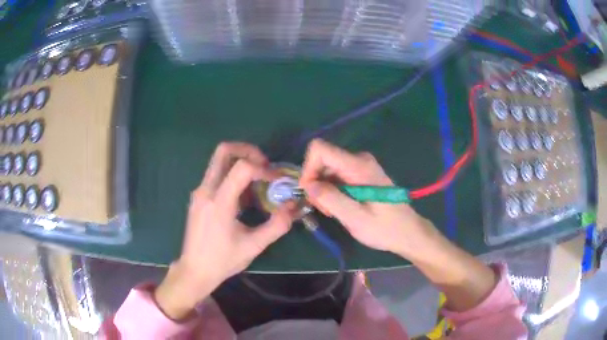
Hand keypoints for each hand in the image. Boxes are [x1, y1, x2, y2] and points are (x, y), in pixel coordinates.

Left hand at [155, 142, 295, 319]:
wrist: (195, 270)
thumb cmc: (223, 260)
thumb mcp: (254, 246)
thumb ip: (277, 225)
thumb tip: (293, 206)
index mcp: (219, 201)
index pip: (242, 167)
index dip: (263, 168)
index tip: (276, 180)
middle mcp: (206, 190)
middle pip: (224, 151)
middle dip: (248, 151)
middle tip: (264, 165)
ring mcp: (199, 192)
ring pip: (219, 161)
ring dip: (241, 163)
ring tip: (257, 183)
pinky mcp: (198, 197)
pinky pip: (216, 175)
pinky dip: (232, 175)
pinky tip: (243, 197)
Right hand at [299, 139, 443, 259]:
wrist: (407, 232)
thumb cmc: (384, 228)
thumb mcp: (355, 218)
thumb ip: (331, 199)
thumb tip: (308, 186)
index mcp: (359, 166)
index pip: (320, 149)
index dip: (308, 168)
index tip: (310, 192)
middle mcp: (359, 159)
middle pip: (323, 160)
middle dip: (316, 183)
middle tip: (324, 209)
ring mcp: (361, 166)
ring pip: (328, 169)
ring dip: (324, 190)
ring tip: (334, 211)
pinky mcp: (361, 174)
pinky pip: (337, 175)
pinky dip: (332, 191)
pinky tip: (340, 207)